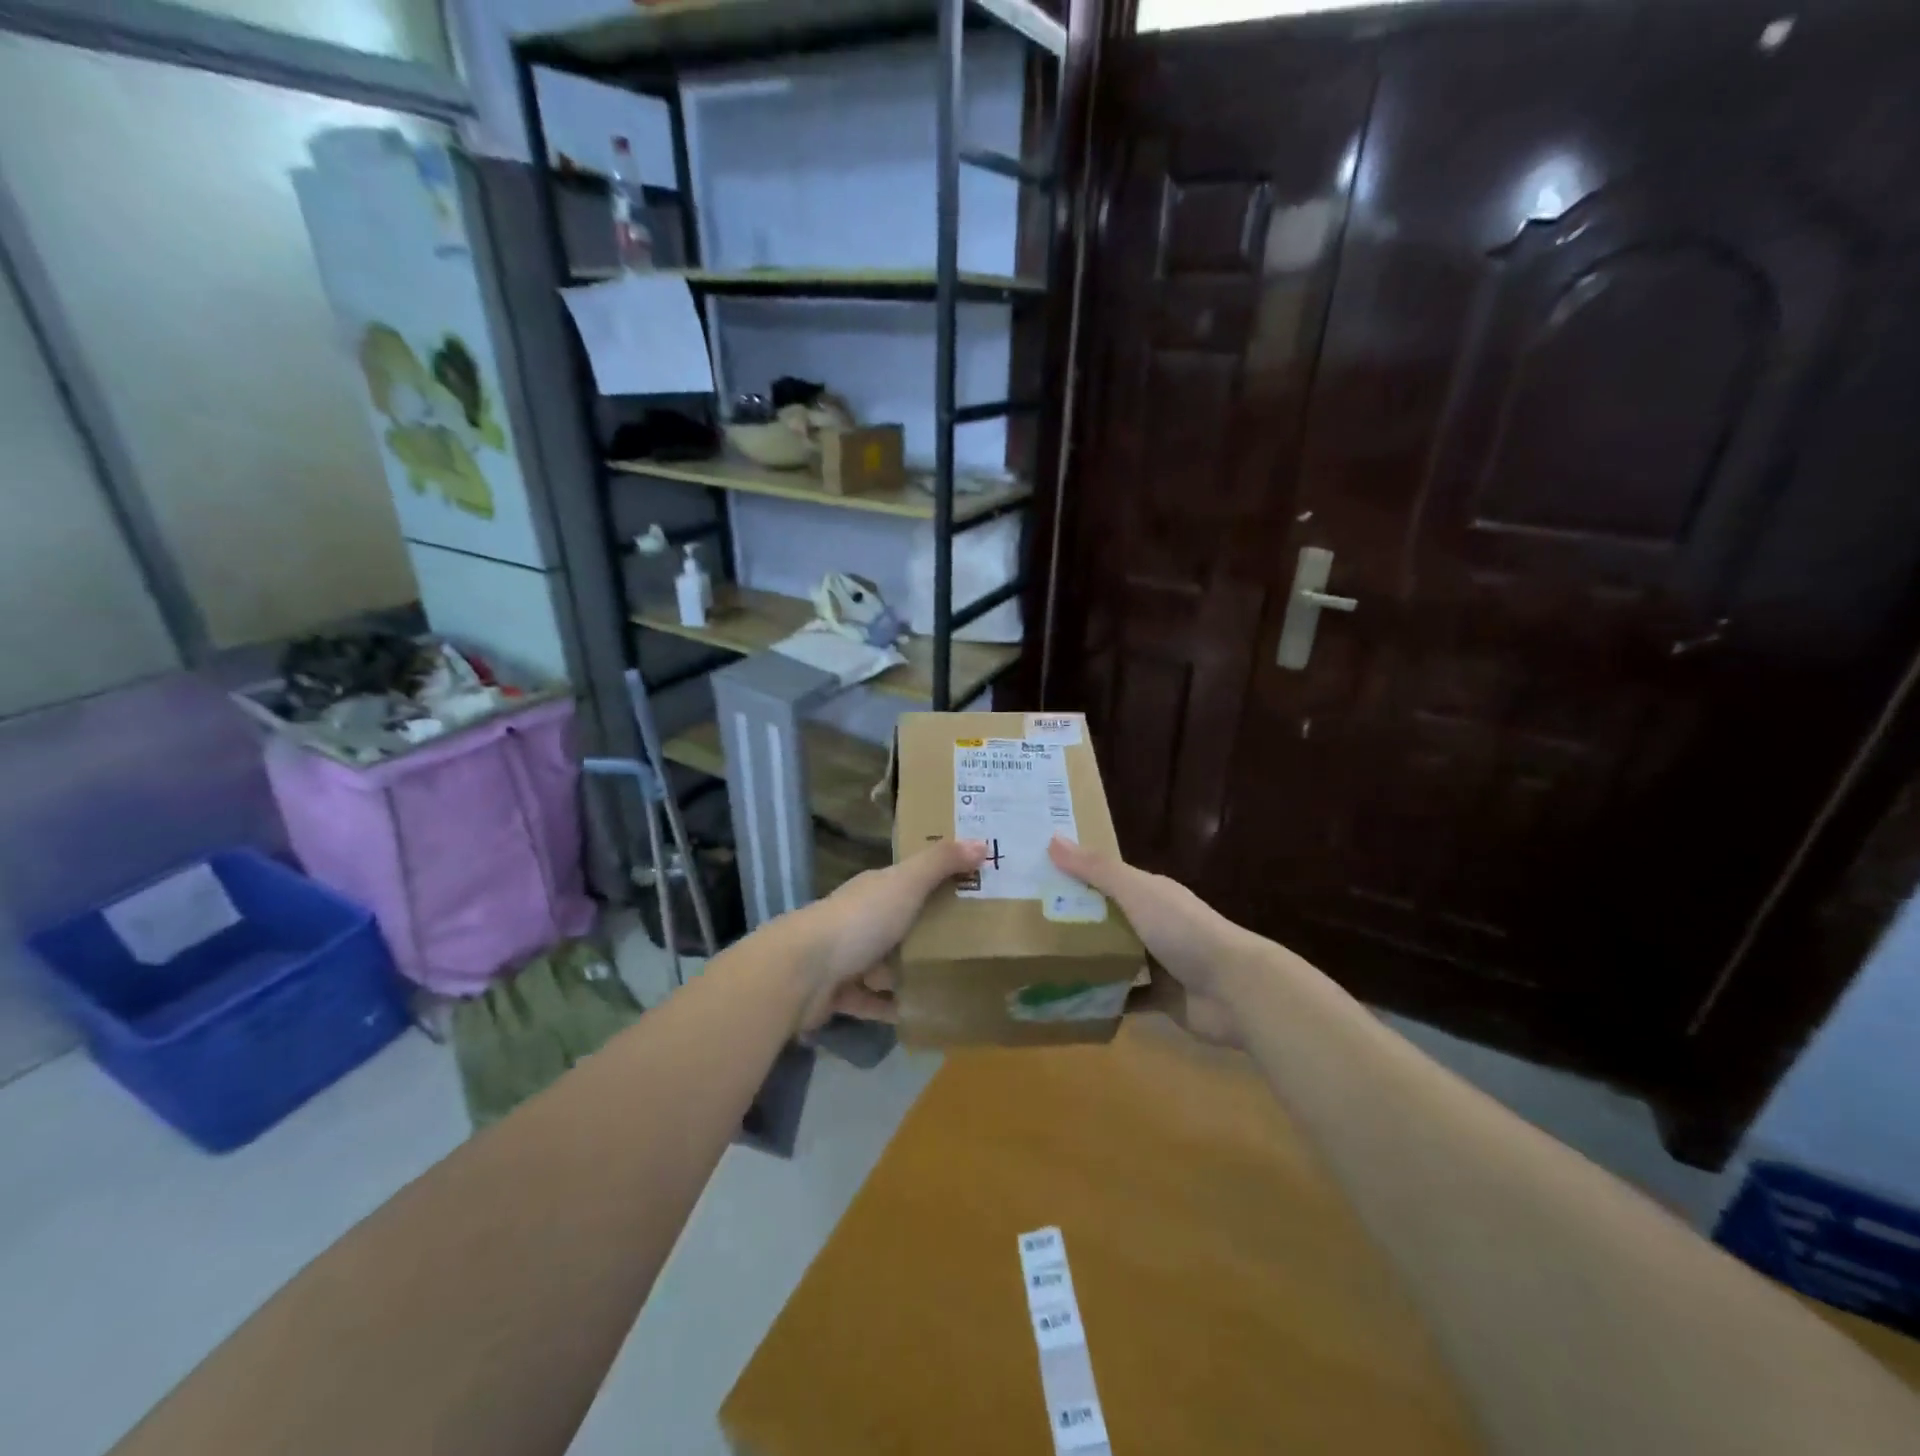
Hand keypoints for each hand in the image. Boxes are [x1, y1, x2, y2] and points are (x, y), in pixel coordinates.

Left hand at [787, 839, 987, 1030]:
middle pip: (900, 923)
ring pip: (885, 964)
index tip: (973, 890)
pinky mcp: (840, 995)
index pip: (910, 880)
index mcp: (875, 889)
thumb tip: (982, 842)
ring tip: (953, 982)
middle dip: (929, 932)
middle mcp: (860, 919)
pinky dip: (893, 1006)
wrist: (803, 973)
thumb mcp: (906, 883)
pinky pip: (873, 1002)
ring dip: (911, 972)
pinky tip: (922, 1013)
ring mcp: (847, 958)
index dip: (939, 882)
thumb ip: (941, 862)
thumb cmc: (860, 920)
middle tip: (973, 944)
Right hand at [1047, 836, 1255, 1045]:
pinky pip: (1125, 996)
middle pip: (1108, 918)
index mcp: (1150, 894)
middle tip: (1027, 924)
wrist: (1235, 990)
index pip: (1107, 879)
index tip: (1036, 878)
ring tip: (1041, 963)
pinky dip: (1104, 998)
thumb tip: (1052, 839)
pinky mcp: (1161, 998)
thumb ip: (1097, 869)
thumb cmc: (1184, 931)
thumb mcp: (1136, 892)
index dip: (1075, 876)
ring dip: (1087, 960)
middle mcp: (1154, 923)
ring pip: (1115, 957)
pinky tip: (1072, 1000)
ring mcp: (1159, 962)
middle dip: (1074, 920)